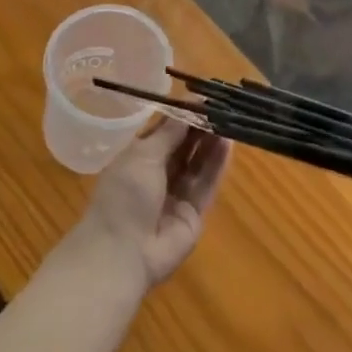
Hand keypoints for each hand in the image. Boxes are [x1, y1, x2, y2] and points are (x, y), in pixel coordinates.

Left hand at [73, 117, 231, 288]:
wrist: (122, 253)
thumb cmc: (124, 195)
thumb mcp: (143, 154)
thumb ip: (170, 132)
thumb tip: (190, 107)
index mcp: (138, 157)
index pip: (165, 131)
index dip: (184, 114)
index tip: (204, 98)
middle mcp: (158, 174)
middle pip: (184, 146)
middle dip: (201, 127)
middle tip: (222, 107)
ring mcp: (177, 195)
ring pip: (198, 163)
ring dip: (212, 143)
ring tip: (229, 120)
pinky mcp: (194, 213)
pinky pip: (207, 184)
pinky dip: (217, 164)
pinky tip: (228, 144)